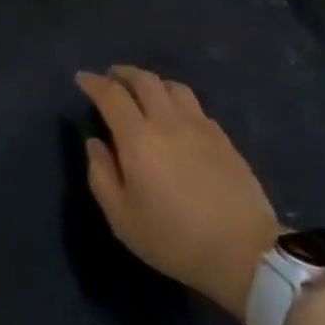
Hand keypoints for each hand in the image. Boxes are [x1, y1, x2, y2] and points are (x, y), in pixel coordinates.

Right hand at [77, 67, 281, 314]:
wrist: (242, 251)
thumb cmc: (173, 239)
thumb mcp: (122, 218)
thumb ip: (101, 175)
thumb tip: (95, 142)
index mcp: (138, 138)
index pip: (112, 95)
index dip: (94, 82)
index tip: (82, 78)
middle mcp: (168, 121)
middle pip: (144, 80)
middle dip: (123, 73)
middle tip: (110, 78)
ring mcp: (200, 126)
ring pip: (173, 86)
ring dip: (152, 82)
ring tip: (143, 92)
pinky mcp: (223, 137)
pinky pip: (194, 105)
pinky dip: (176, 100)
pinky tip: (175, 117)